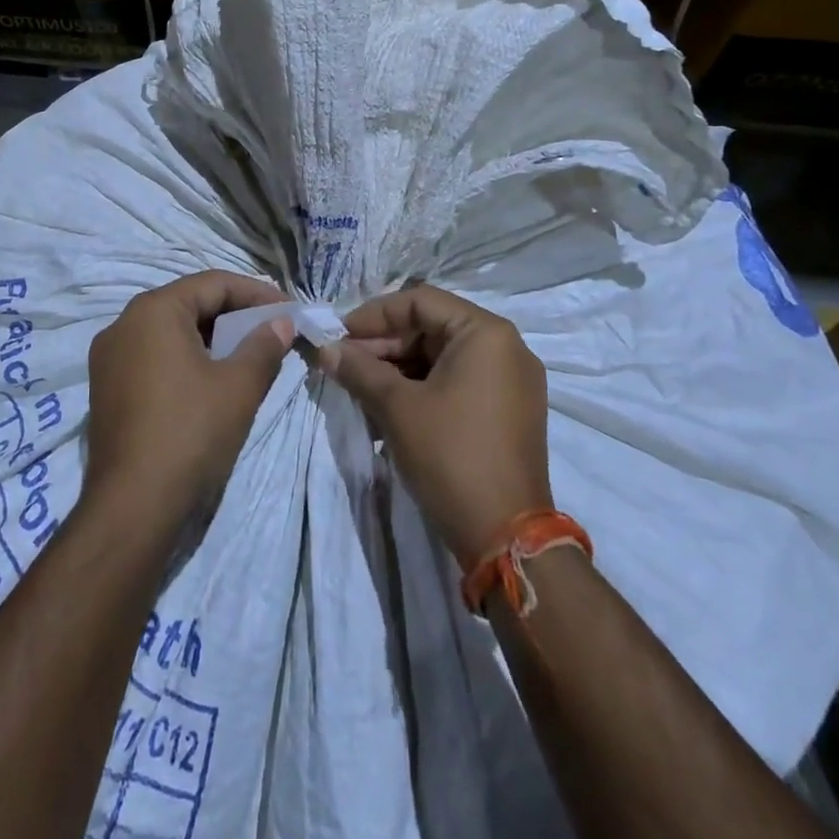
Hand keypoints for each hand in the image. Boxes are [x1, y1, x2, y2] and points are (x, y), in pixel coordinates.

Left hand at [85, 271, 294, 530]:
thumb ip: (264, 345)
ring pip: (170, 331)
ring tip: (247, 355)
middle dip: (234, 315)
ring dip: (211, 337)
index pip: (213, 283)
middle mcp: (123, 323)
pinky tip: (210, 380)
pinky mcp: (106, 388)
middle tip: (272, 331)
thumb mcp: (239, 386)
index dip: (256, 293)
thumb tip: (281, 323)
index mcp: (153, 310)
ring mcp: (109, 357)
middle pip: (189, 303)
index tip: (289, 311)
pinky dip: (186, 358)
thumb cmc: (190, 432)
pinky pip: (153, 356)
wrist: (131, 506)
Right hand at [322, 285, 552, 567]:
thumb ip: (359, 369)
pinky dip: (423, 388)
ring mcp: (512, 381)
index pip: (420, 302)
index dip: (374, 315)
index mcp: (486, 333)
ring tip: (362, 389)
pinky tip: (390, 409)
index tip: (340, 335)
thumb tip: (326, 349)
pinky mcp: (509, 411)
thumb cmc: (450, 455)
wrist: (506, 536)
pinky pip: (459, 382)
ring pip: (443, 357)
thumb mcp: (397, 407)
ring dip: (399, 369)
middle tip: (345, 365)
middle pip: (433, 328)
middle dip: (385, 345)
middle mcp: (506, 347)